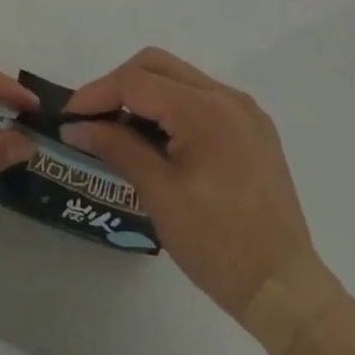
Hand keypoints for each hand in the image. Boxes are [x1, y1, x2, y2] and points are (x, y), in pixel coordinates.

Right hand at [64, 48, 339, 327]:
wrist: (285, 289)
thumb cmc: (217, 244)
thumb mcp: (159, 193)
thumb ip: (116, 147)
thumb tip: (77, 127)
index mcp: (203, 109)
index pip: (136, 81)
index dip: (96, 94)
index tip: (69, 118)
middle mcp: (226, 96)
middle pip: (157, 65)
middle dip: (119, 85)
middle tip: (93, 119)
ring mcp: (244, 111)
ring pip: (180, 78)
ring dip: (146, 93)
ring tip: (120, 128)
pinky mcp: (254, 129)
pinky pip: (203, 98)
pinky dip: (173, 106)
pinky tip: (160, 139)